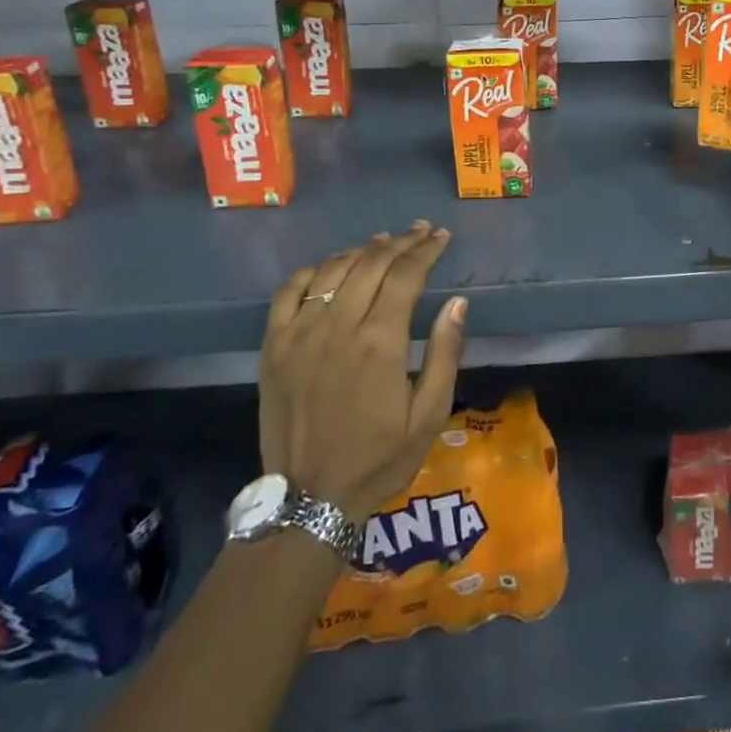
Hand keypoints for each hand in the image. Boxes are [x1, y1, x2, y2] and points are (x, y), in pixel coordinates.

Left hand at [259, 221, 466, 522]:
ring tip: (384, 242)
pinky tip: (332, 267)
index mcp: (380, 342)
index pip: (406, 275)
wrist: (309, 499)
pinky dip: (314, 270)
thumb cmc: (379, 458)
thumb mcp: (430, 414)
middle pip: (372, 263)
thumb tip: (457, 302)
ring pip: (334, 270)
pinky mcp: (274, 346)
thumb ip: (445, 353)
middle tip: (421, 231)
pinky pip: (290, 291)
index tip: (442, 237)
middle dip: (401, 242)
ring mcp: (300, 334)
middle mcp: (339, 326)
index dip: (426, 250)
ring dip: (362, 249)